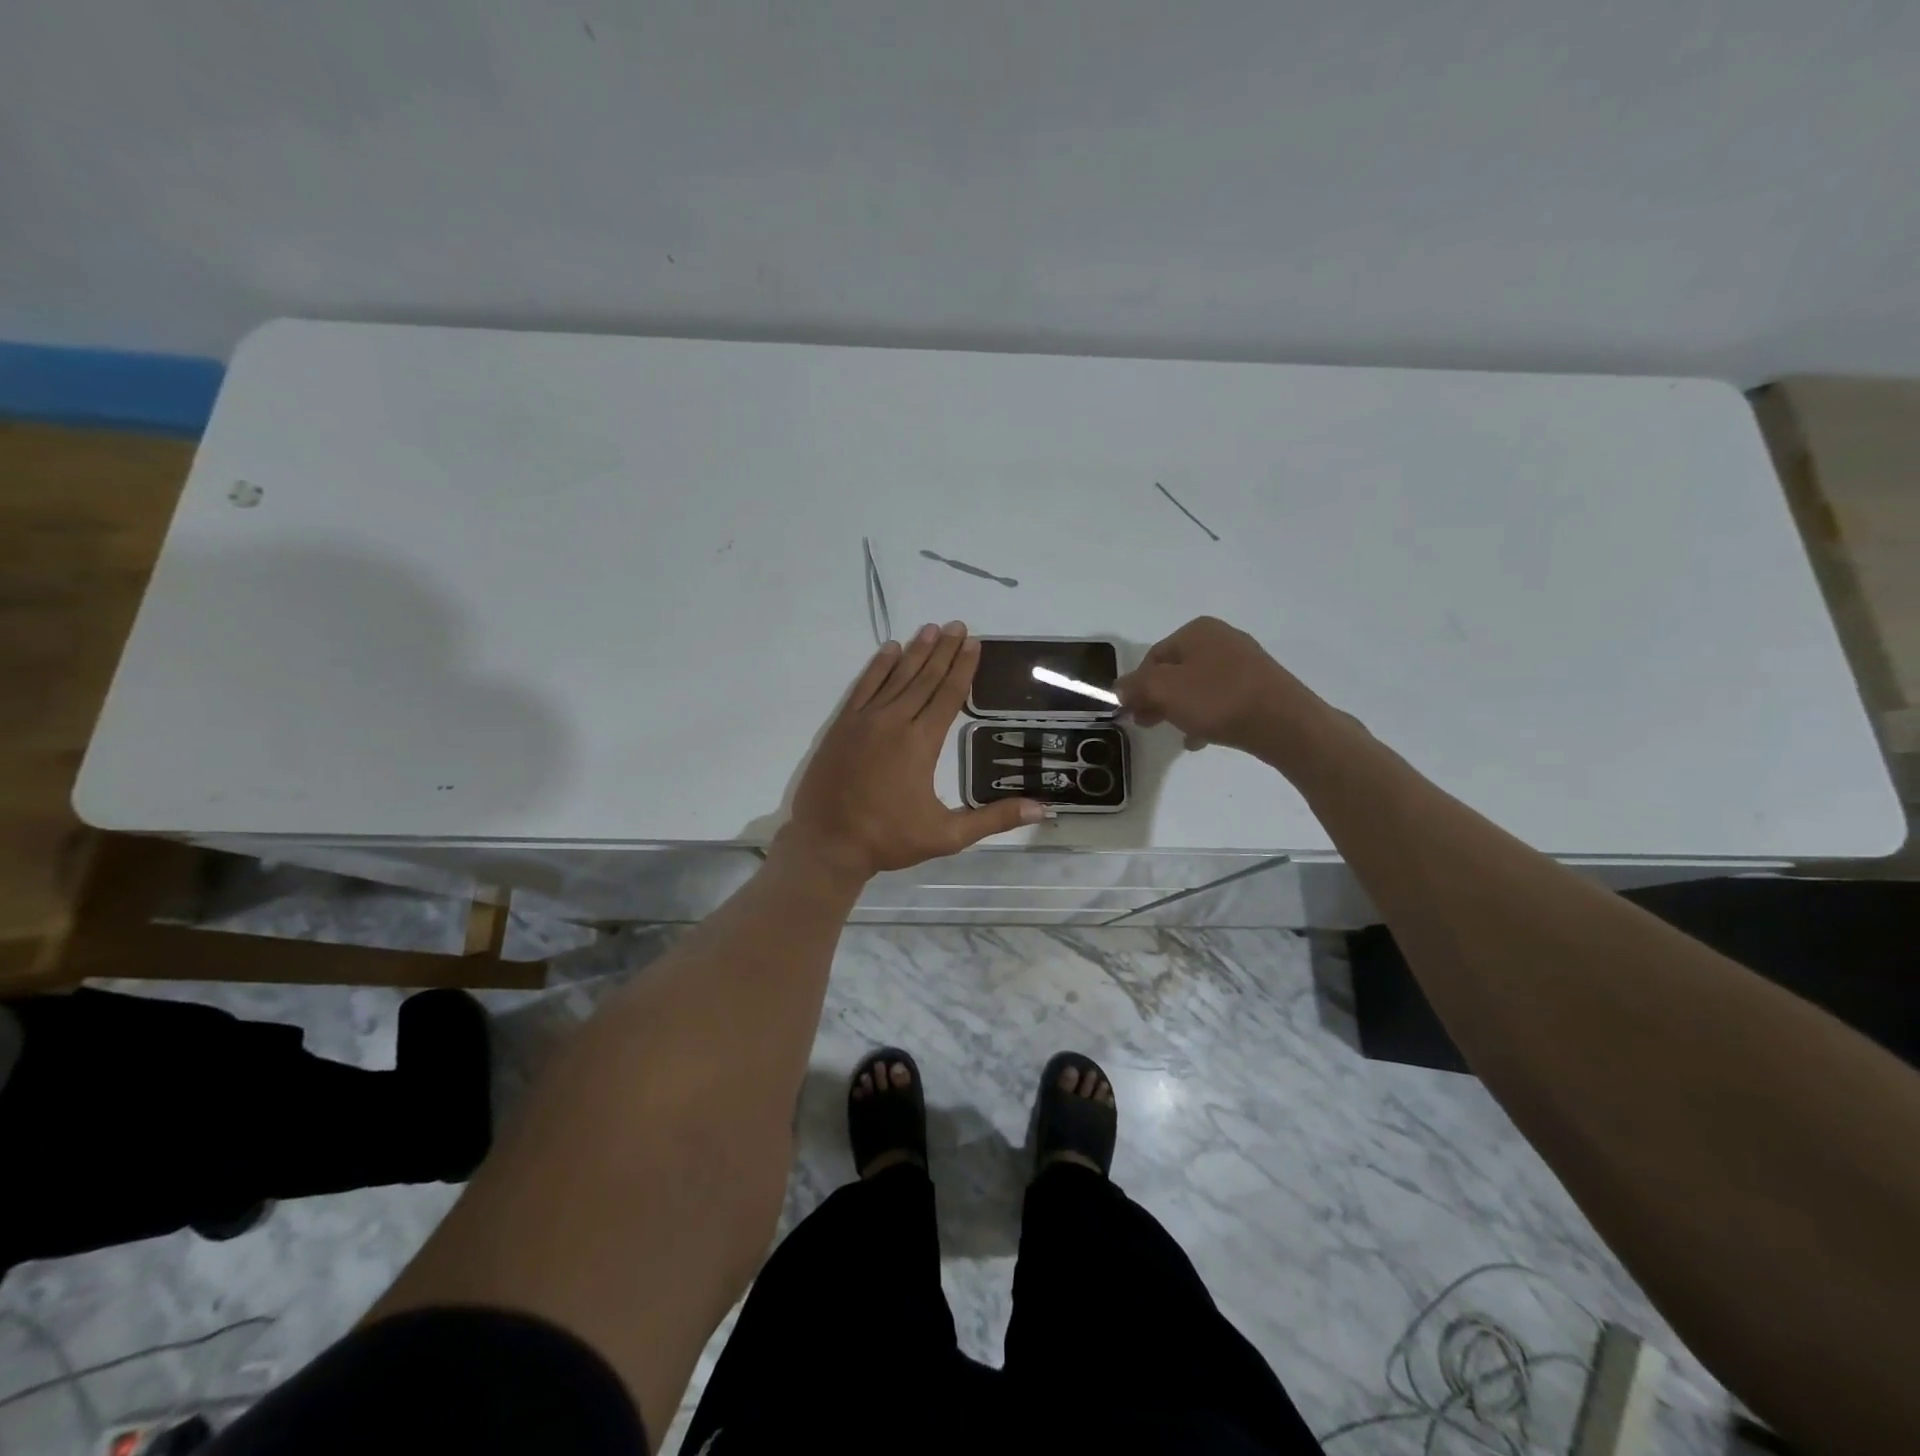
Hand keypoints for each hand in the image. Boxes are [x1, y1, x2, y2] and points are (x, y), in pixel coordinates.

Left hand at [780, 622, 1045, 882]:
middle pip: (924, 678)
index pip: (948, 695)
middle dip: (944, 651)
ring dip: (915, 652)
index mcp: (921, 743)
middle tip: (958, 626)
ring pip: (895, 677)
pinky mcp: (842, 725)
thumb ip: (993, 819)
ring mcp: (864, 721)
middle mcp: (894, 722)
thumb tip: (1042, 809)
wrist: (827, 843)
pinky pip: (864, 687)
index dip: (963, 668)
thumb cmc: (889, 839)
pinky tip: (889, 649)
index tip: (974, 643)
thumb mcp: (947, 836)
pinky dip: (877, 667)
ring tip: (931, 629)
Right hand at [1115, 616, 1326, 755]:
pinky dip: (1207, 716)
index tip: (1131, 713)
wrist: (1285, 723)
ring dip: (1181, 709)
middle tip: (1147, 724)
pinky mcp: (1260, 686)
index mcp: (1197, 630)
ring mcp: (1244, 662)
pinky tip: (1202, 739)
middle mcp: (1221, 638)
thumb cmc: (1218, 700)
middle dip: (1158, 698)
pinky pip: (1222, 699)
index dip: (1137, 686)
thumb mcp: (1164, 691)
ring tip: (1177, 734)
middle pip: (1175, 671)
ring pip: (1198, 686)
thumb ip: (1136, 686)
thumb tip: (1119, 687)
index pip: (1152, 657)